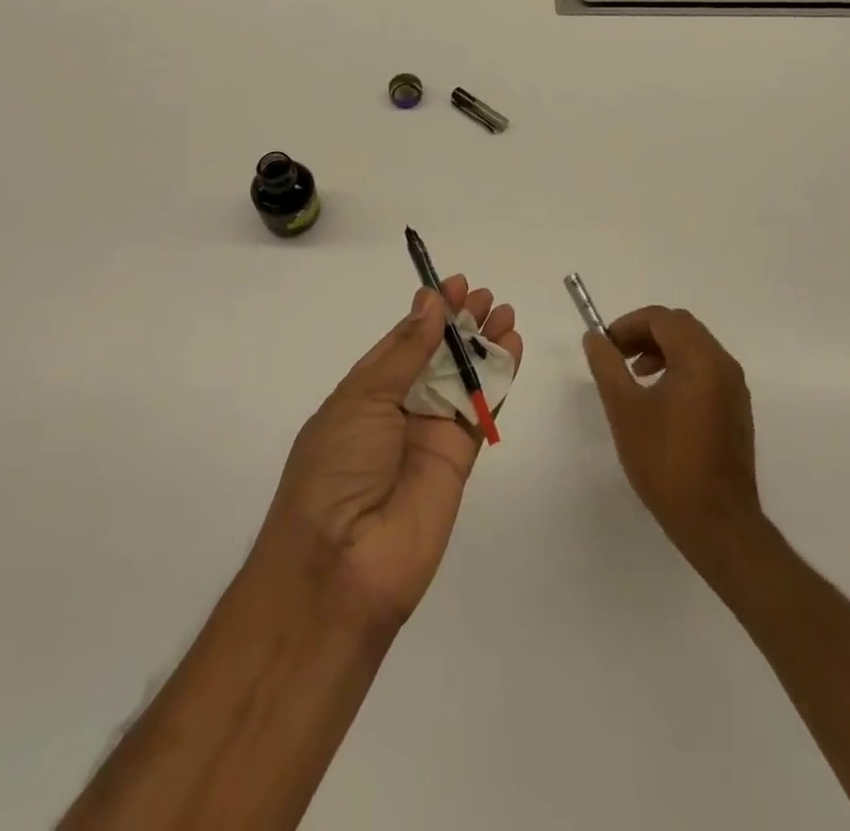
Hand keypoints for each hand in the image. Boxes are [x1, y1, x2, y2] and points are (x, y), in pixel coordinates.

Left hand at [264, 276, 521, 629]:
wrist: (343, 566)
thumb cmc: (337, 469)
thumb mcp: (362, 399)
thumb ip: (405, 352)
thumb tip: (430, 302)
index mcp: (364, 392)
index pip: (402, 342)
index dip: (428, 313)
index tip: (453, 283)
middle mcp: (397, 409)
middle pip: (436, 356)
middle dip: (460, 324)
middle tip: (485, 296)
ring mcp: (429, 434)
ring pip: (463, 379)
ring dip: (484, 346)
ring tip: (504, 313)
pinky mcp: (459, 459)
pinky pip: (482, 410)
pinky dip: (499, 380)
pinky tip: (513, 349)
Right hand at [581, 306, 763, 568]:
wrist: (717, 523)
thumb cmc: (666, 462)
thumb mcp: (625, 409)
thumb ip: (607, 366)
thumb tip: (594, 338)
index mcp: (700, 359)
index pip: (662, 318)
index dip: (628, 325)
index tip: (605, 347)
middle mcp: (723, 365)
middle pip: (681, 327)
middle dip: (644, 334)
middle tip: (618, 357)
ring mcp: (735, 389)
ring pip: (695, 348)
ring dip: (662, 351)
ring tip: (635, 378)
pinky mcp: (736, 410)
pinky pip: (706, 371)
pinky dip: (679, 369)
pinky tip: (660, 402)